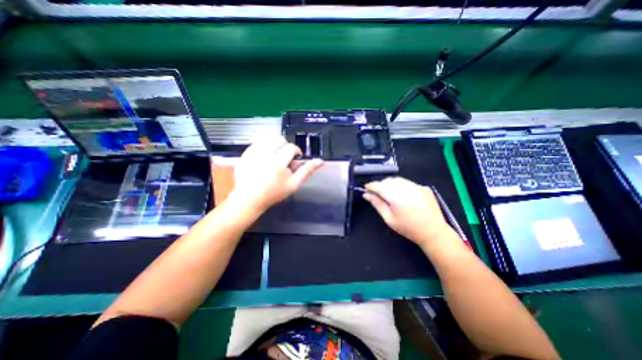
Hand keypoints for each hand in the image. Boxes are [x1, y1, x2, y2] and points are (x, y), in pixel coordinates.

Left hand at [227, 137, 326, 211]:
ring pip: (267, 139)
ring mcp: (252, 153)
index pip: (291, 147)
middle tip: (284, 159)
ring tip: (274, 157)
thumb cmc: (273, 193)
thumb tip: (320, 161)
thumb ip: (307, 171)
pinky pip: (256, 143)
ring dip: (274, 145)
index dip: (296, 151)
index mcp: (278, 162)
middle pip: (279, 139)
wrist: (249, 199)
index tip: (295, 159)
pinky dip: (263, 147)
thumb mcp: (294, 184)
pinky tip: (263, 158)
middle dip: (285, 147)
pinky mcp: (244, 154)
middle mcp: (264, 154)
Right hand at [361, 178, 455, 246]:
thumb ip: (377, 204)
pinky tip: (402, 195)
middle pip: (388, 181)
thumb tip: (366, 195)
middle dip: (380, 185)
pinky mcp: (423, 187)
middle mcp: (407, 189)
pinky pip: (407, 182)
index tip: (366, 188)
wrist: (434, 232)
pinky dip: (401, 185)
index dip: (371, 186)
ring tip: (389, 194)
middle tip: (377, 194)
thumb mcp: (389, 219)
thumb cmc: (408, 228)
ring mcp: (417, 187)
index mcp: (397, 198)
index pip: (379, 186)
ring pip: (397, 180)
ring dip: (390, 184)